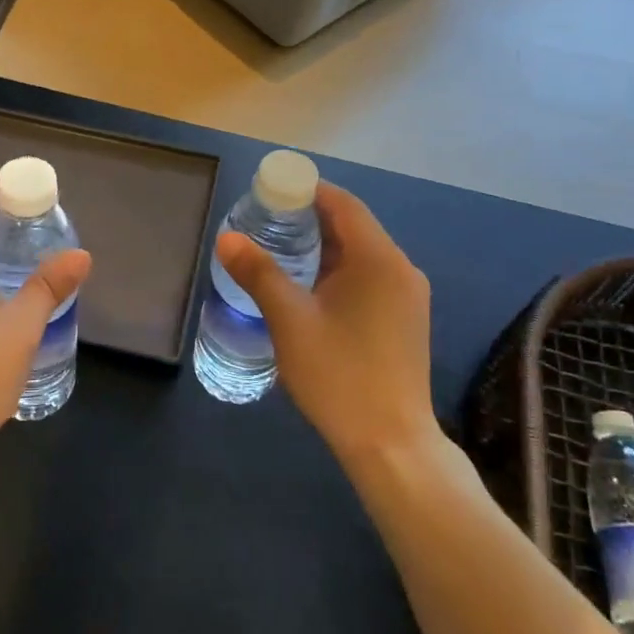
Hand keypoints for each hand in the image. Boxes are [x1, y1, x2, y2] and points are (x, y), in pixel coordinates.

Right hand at [216, 182, 437, 461]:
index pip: (343, 204)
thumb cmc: (339, 375)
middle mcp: (400, 269)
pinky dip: (337, 271)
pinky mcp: (404, 320)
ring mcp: (407, 297)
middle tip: (265, 222)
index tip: (270, 192)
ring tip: (278, 251)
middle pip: (353, 226)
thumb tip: (227, 238)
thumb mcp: (290, 320)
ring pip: (360, 255)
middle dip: (309, 219)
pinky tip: (308, 288)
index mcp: (379, 259)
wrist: (390, 443)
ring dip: (322, 247)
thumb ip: (259, 273)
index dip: (307, 191)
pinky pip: (368, 278)